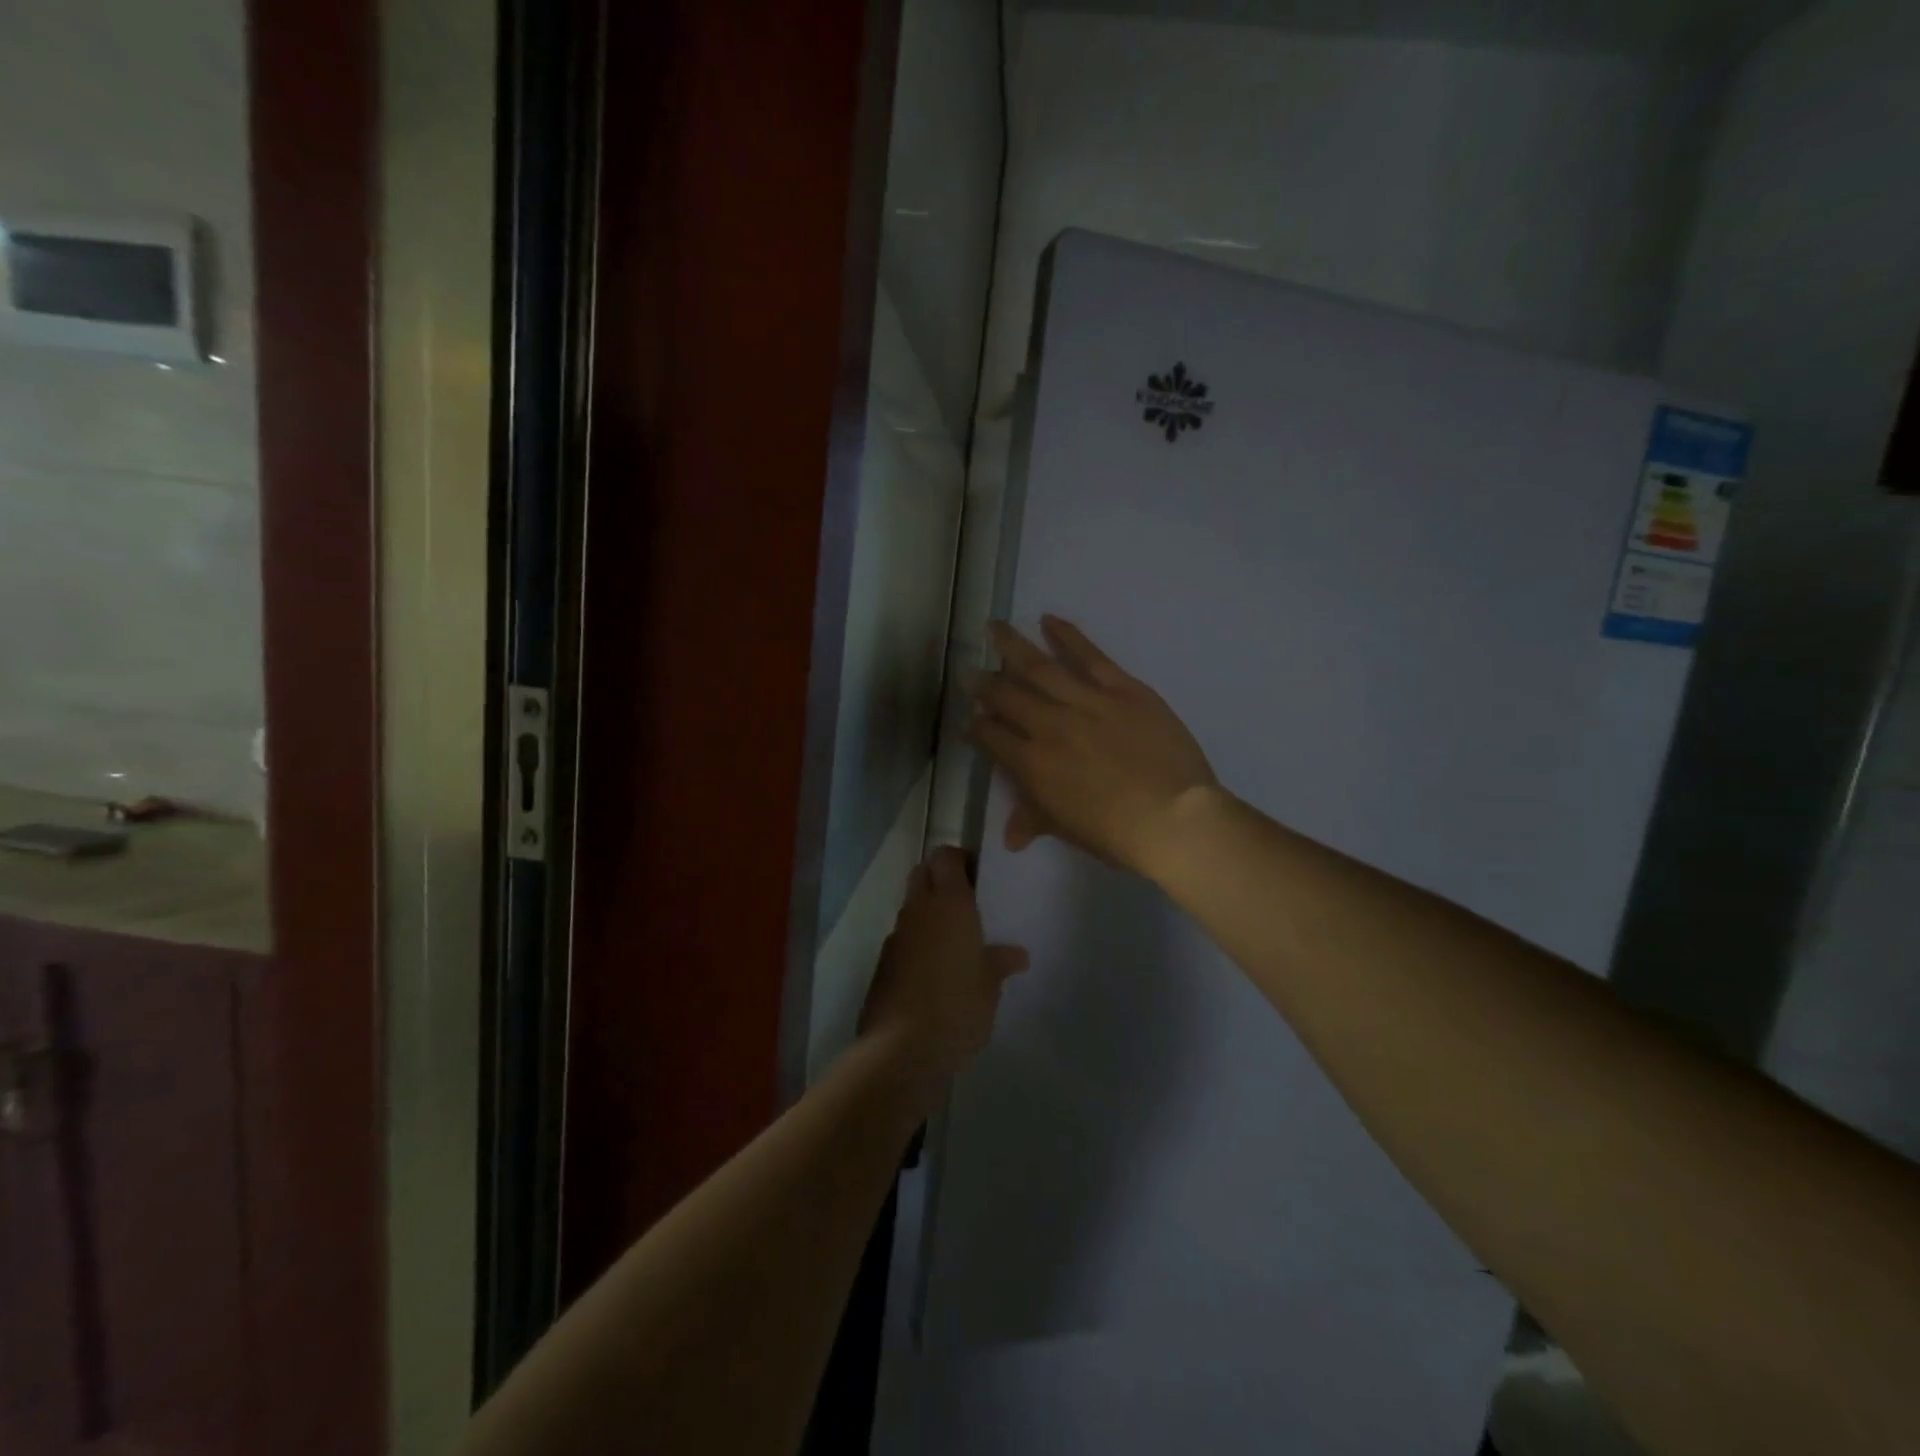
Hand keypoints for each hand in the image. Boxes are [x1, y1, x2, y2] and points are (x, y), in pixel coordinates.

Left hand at [858, 847, 1028, 1089]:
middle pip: (923, 872)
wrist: (901, 1049)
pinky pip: (903, 936)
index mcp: (950, 904)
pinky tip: (934, 968)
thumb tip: (1017, 954)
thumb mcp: (990, 987)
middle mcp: (919, 909)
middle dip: (940, 877)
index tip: (978, 876)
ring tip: (954, 938)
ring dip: (928, 910)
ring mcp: (897, 935)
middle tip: (967, 901)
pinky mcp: (882, 962)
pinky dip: (917, 940)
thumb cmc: (957, 1008)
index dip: (960, 859)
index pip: (946, 856)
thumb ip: (1000, 963)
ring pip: (911, 905)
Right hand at [967, 616, 1217, 876]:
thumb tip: (1010, 837)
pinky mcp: (1121, 688)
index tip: (970, 719)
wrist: (1172, 816)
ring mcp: (1085, 702)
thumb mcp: (1066, 829)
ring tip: (994, 627)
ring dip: (1012, 645)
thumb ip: (1034, 820)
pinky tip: (1049, 620)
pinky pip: (1089, 656)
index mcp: (1031, 764)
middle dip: (986, 684)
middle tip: (973, 671)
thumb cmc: (1115, 833)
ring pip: (1039, 667)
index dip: (977, 727)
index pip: (991, 737)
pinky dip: (1068, 636)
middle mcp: (1048, 725)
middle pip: (1007, 696)